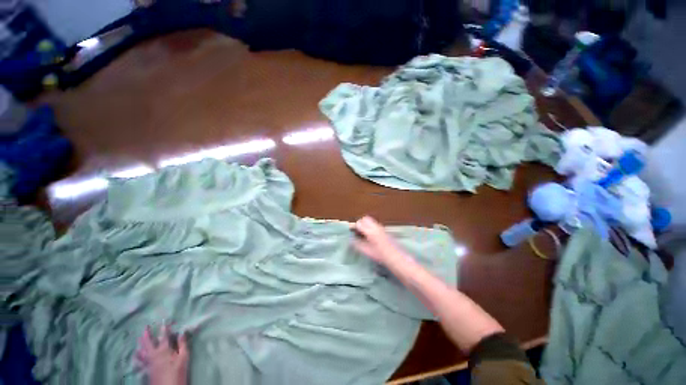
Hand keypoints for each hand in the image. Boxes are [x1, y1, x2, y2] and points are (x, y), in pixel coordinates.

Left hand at [135, 324, 188, 384]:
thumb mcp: (183, 357)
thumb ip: (182, 344)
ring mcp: (149, 362)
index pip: (164, 336)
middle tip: (145, 327)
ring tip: (139, 338)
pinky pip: (140, 359)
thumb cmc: (177, 371)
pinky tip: (137, 354)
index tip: (164, 320)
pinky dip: (138, 355)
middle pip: (149, 342)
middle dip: (147, 334)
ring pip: (142, 351)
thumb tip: (182, 332)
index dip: (164, 328)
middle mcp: (154, 354)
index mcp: (164, 350)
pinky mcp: (147, 368)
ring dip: (141, 344)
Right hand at [352, 216, 407, 265]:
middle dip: (360, 223)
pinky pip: (375, 224)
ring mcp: (381, 227)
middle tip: (358, 231)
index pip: (359, 223)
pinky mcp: (385, 230)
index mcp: (370, 231)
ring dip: (366, 224)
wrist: (397, 257)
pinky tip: (371, 236)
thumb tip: (351, 240)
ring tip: (364, 234)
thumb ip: (358, 245)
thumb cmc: (381, 256)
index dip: (354, 227)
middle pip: (365, 219)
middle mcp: (376, 227)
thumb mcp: (367, 251)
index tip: (352, 232)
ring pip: (371, 220)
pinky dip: (371, 226)